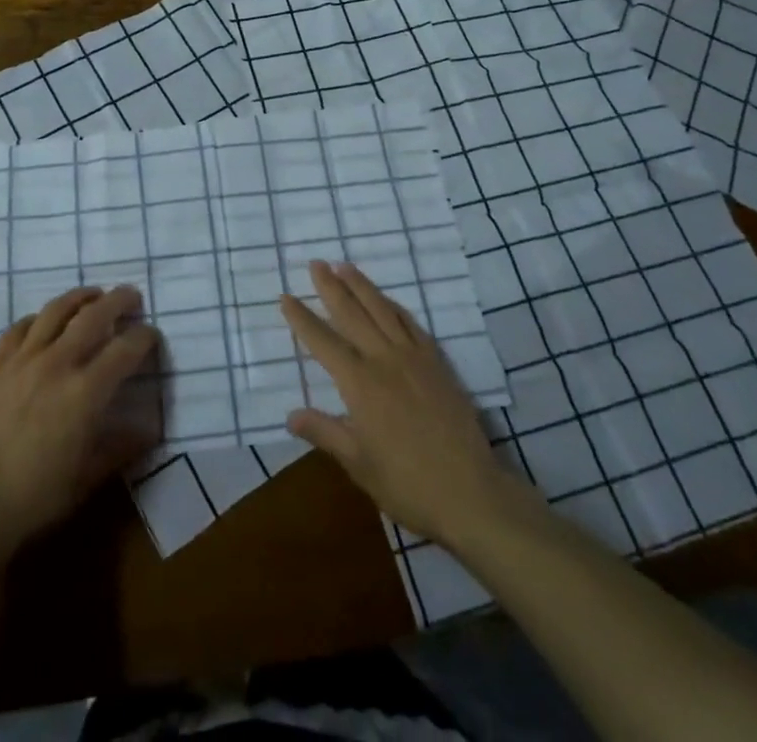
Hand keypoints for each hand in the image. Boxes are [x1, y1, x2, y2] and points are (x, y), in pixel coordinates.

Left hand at [0, 285, 160, 561]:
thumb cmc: (36, 496)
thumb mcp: (87, 477)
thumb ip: (120, 447)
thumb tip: (149, 430)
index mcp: (86, 392)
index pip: (125, 350)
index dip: (144, 337)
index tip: (151, 334)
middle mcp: (57, 363)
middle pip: (93, 316)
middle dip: (118, 301)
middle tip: (131, 295)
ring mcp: (23, 359)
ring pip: (55, 311)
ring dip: (79, 297)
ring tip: (92, 294)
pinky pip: (19, 328)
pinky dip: (37, 318)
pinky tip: (43, 321)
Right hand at [280, 261, 538, 548]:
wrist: (471, 493)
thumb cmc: (407, 483)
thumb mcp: (358, 464)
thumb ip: (325, 433)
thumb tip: (291, 415)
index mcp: (360, 383)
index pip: (323, 342)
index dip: (302, 319)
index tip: (285, 297)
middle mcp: (384, 360)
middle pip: (352, 314)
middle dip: (330, 287)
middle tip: (315, 263)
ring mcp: (414, 358)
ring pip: (382, 310)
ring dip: (361, 286)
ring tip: (344, 266)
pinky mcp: (437, 363)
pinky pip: (411, 324)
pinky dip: (394, 306)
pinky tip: (387, 300)